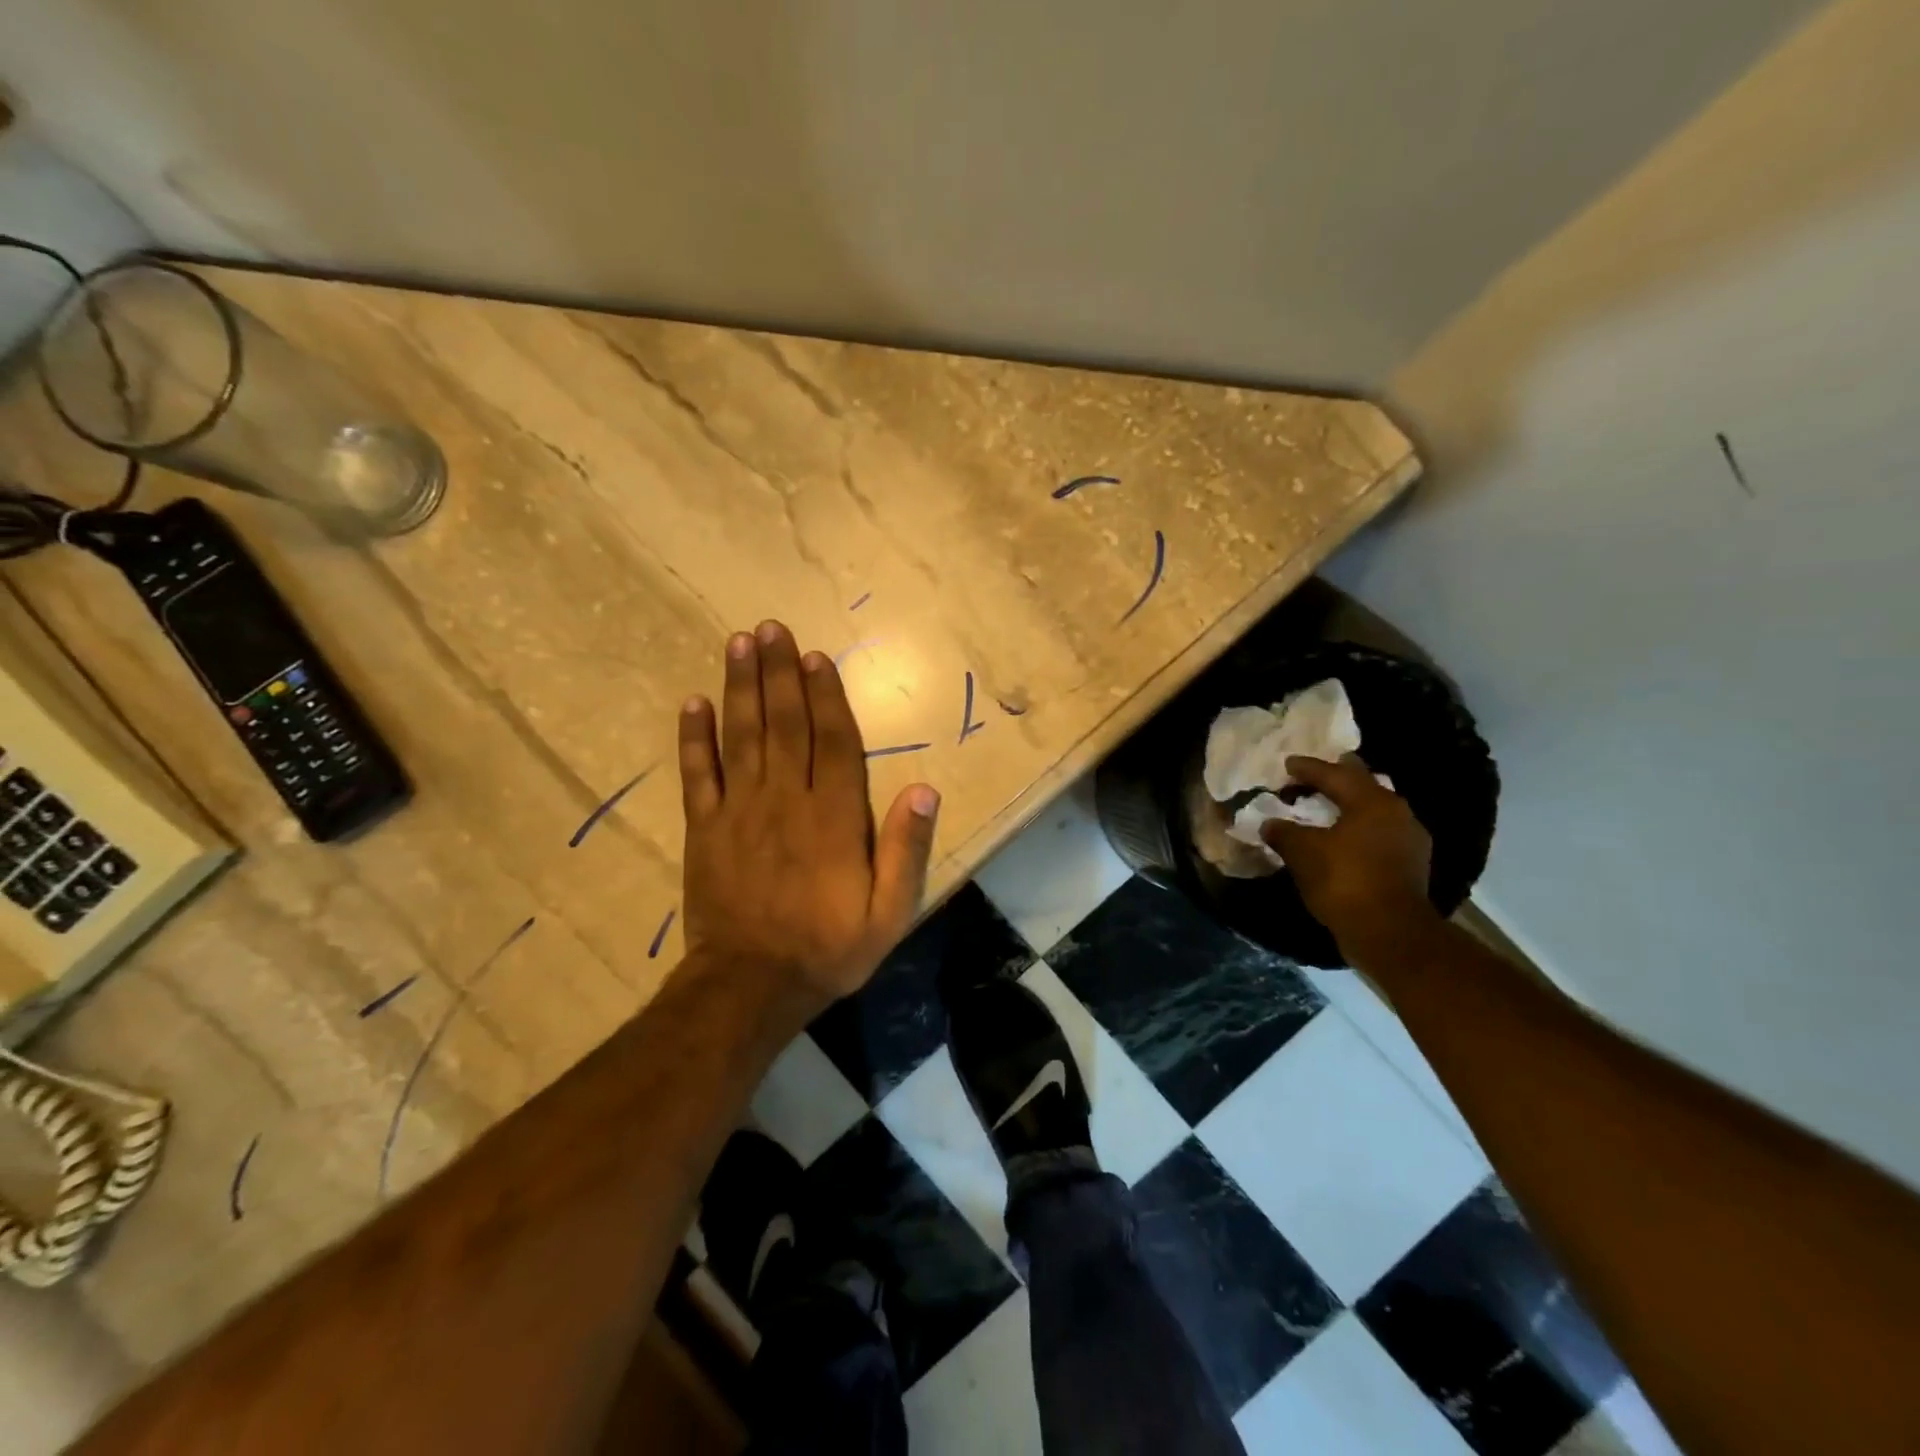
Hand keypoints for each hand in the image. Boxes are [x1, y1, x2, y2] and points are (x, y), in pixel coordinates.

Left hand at [678, 620, 939, 1007]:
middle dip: (778, 672)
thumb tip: (925, 791)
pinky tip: (693, 703)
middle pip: (784, 723)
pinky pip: (698, 774)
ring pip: (742, 736)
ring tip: (738, 643)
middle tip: (769, 627)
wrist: (751, 986)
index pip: (832, 740)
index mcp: (833, 816)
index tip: (815, 656)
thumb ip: (906, 850)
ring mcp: (740, 811)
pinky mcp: (705, 828)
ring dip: (740, 687)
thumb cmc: (829, 948)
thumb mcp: (889, 912)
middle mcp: (786, 800)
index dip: (825, 694)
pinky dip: (694, 737)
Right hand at [1261, 755, 1436, 954]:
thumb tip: (1269, 823)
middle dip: (1337, 778)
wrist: (1390, 933)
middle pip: (1362, 785)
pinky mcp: (1410, 864)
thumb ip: (1284, 832)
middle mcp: (1396, 812)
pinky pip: (1379, 833)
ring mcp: (1409, 839)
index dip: (1308, 768)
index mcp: (1371, 801)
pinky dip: (1358, 829)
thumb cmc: (1344, 881)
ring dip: (1350, 805)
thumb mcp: (1302, 853)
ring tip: (1327, 806)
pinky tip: (1343, 838)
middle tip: (1314, 775)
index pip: (1335, 774)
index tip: (1287, 764)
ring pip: (1374, 810)